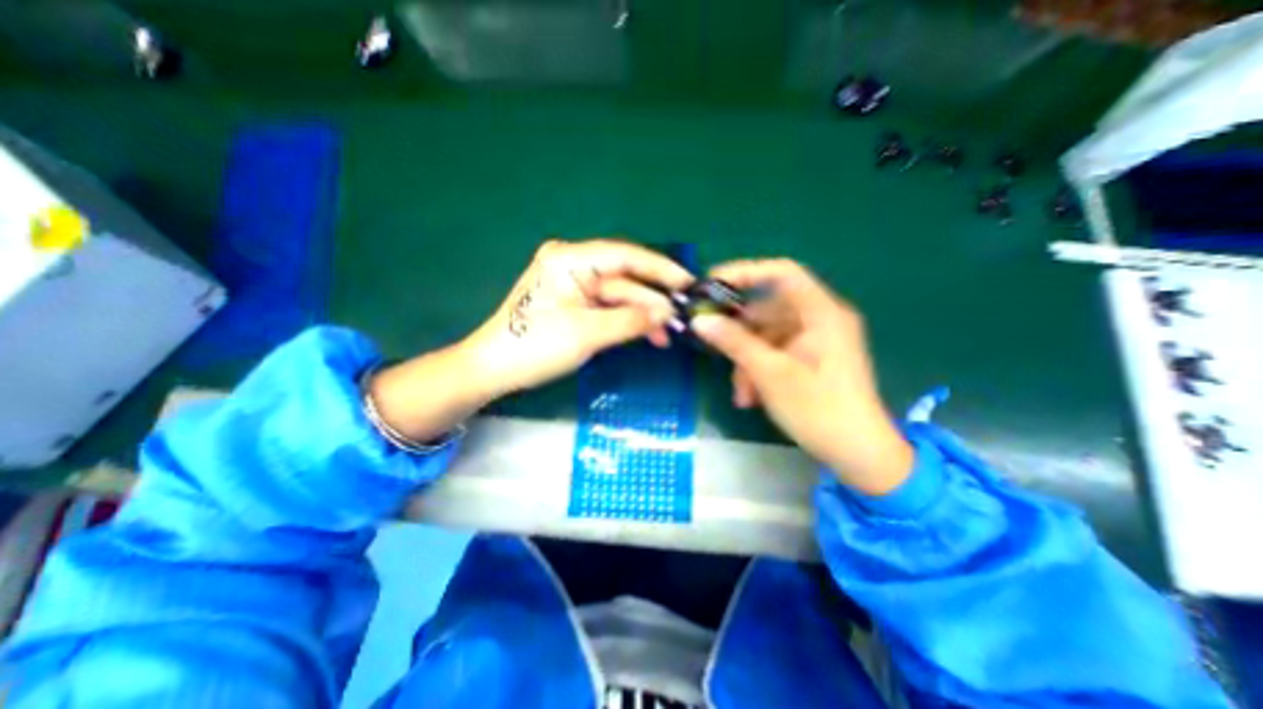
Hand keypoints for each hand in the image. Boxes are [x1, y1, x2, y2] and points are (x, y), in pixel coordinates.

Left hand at [469, 234, 694, 392]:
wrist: (494, 369)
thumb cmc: (534, 346)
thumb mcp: (587, 333)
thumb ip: (630, 320)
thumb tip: (668, 313)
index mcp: (570, 259)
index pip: (625, 256)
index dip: (660, 269)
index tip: (688, 282)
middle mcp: (574, 264)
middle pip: (624, 279)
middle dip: (652, 301)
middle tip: (681, 320)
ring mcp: (574, 284)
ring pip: (619, 296)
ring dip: (642, 315)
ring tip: (667, 336)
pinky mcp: (574, 302)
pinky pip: (608, 307)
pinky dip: (626, 321)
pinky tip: (646, 334)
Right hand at [689, 256, 906, 494]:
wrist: (858, 454)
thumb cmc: (819, 410)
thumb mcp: (770, 374)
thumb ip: (734, 342)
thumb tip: (700, 320)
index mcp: (822, 313)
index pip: (782, 272)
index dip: (745, 272)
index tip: (712, 284)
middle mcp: (820, 319)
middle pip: (768, 310)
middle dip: (740, 335)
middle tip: (714, 346)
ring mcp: (815, 340)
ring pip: (767, 336)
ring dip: (747, 361)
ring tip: (741, 393)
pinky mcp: (810, 358)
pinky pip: (775, 353)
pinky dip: (759, 370)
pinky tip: (751, 397)